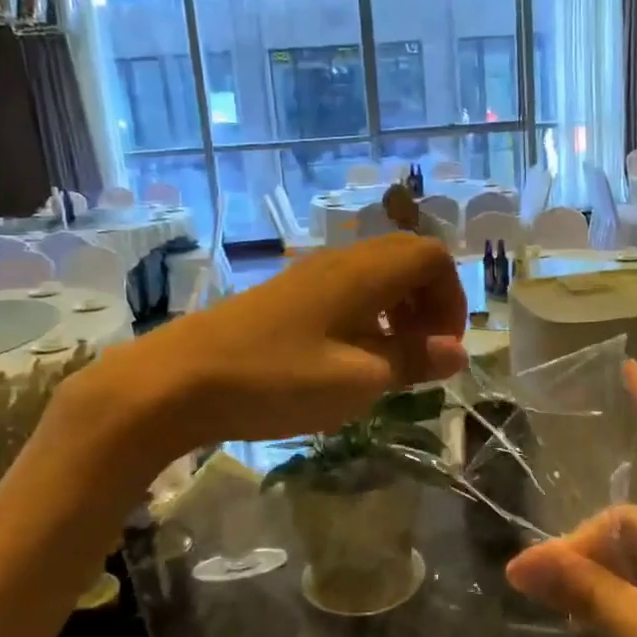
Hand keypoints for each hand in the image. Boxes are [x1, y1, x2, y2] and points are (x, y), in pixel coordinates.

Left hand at [59, 234, 467, 454]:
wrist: (179, 380)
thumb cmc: (278, 378)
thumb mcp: (358, 380)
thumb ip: (412, 361)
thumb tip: (457, 351)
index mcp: (364, 273)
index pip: (432, 256)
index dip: (451, 298)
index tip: (442, 348)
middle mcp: (340, 261)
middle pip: (406, 259)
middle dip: (428, 302)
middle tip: (421, 352)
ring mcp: (308, 275)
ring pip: (374, 275)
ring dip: (396, 310)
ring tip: (387, 361)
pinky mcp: (285, 295)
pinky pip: (345, 290)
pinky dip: (365, 316)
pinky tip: (346, 359)